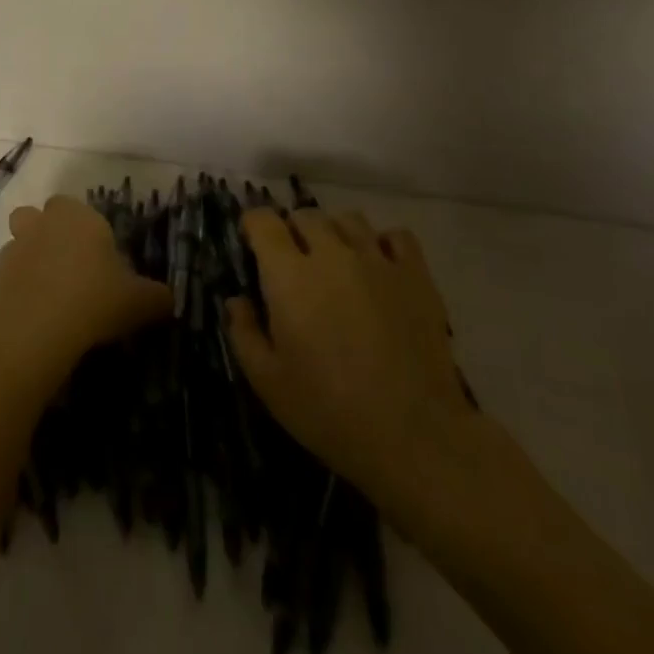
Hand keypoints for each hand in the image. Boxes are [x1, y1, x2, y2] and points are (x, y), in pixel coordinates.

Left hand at [0, 196, 170, 393]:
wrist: (33, 331)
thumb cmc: (92, 301)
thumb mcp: (138, 302)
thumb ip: (156, 297)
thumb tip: (168, 299)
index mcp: (78, 216)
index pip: (76, 207)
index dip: (85, 229)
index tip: (97, 258)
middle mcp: (42, 223)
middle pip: (37, 216)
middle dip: (47, 233)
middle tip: (68, 268)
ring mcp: (13, 249)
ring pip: (18, 245)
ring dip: (29, 262)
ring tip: (49, 296)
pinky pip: (7, 278)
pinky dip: (17, 291)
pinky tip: (33, 317)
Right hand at [225, 209, 486, 528]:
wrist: (415, 437)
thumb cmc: (330, 413)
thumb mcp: (268, 383)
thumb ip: (244, 333)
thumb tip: (237, 300)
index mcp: (289, 276)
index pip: (263, 221)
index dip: (253, 225)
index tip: (252, 242)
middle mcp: (331, 254)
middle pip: (306, 215)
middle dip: (293, 230)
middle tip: (293, 261)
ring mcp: (377, 261)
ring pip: (349, 219)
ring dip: (335, 232)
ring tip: (336, 260)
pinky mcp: (416, 276)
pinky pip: (397, 236)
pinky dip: (384, 243)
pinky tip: (379, 266)